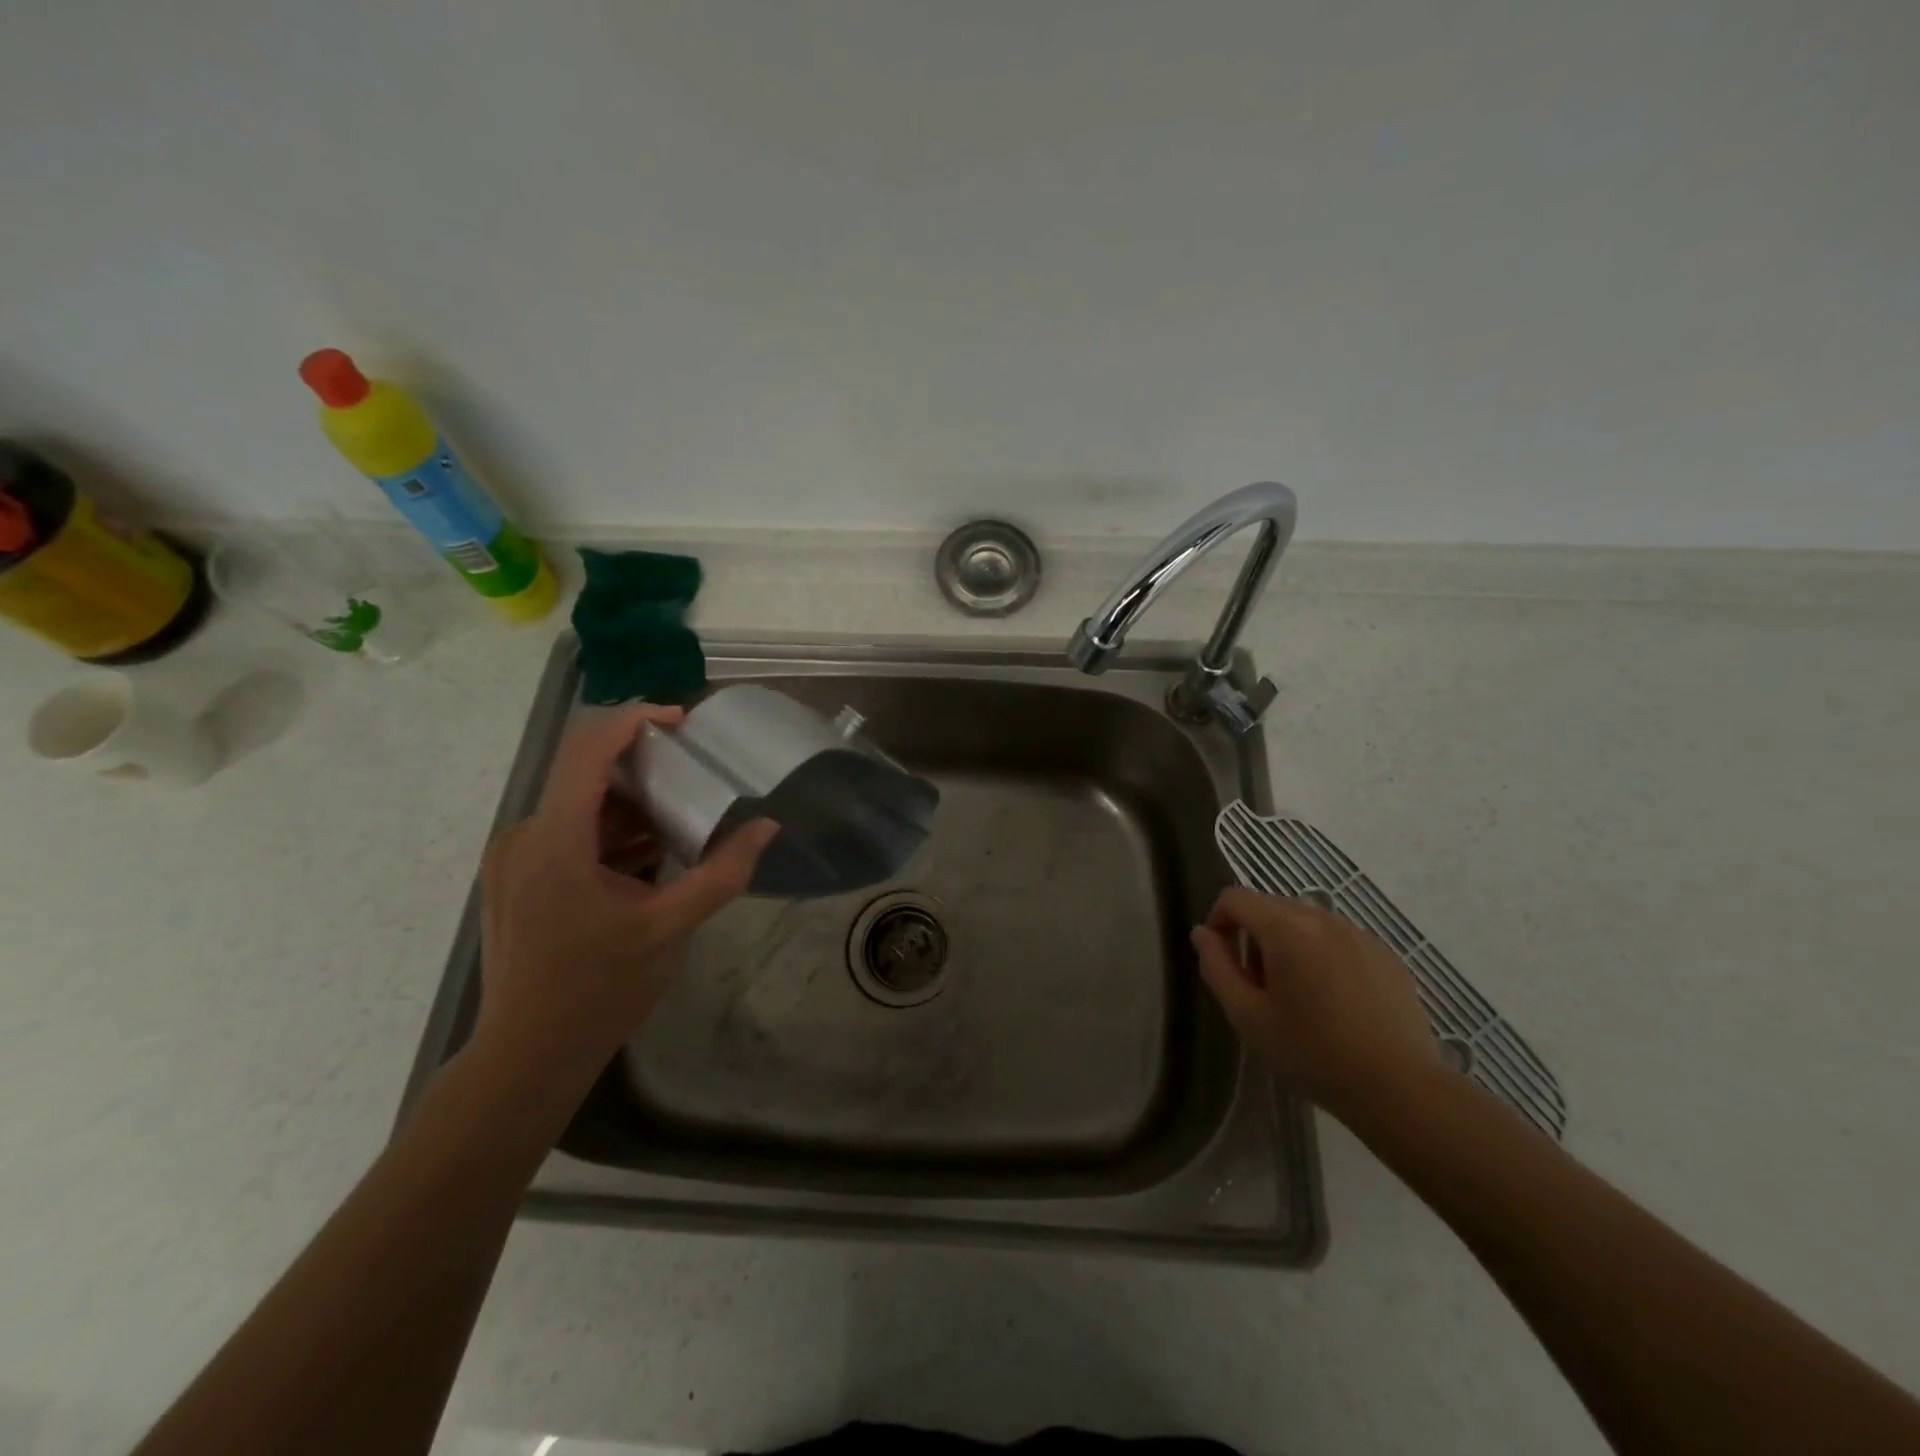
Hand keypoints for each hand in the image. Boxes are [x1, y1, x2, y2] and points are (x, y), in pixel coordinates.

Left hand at [471, 705, 776, 1096]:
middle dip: (643, 769)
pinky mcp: (514, 879)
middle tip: (694, 778)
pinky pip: (567, 834)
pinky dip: (609, 835)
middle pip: (584, 774)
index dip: (633, 720)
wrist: (526, 1058)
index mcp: (555, 841)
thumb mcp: (671, 928)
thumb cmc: (599, 991)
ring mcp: (513, 860)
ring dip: (629, 807)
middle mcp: (524, 838)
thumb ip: (722, 872)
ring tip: (679, 827)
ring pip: (578, 806)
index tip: (681, 720)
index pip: (588, 751)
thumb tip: (766, 826)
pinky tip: (645, 862)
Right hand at [1191, 887, 1442, 1124]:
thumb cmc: (1313, 1054)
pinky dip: (1323, 956)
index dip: (1218, 921)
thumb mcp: (1248, 1016)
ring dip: (1288, 945)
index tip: (1222, 960)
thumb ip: (1217, 967)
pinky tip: (1334, 1003)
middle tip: (1258, 987)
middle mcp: (1324, 918)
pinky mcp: (1387, 955)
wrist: (1400, 1090)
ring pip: (1306, 923)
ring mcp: (1361, 935)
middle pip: (1270, 907)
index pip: (1235, 898)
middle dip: (1253, 936)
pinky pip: (1339, 940)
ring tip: (1297, 997)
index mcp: (1287, 929)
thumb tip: (1202, 933)